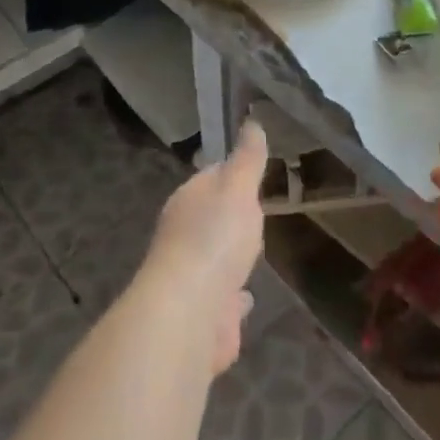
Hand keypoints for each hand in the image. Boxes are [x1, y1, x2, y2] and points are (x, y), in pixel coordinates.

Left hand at [141, 121, 268, 373]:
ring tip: (253, 252)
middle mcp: (183, 237)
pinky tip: (247, 298)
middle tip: (256, 211)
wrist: (189, 314)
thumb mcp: (238, 188)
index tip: (251, 170)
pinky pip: (223, 301)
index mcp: (188, 201)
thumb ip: (247, 159)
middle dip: (230, 216)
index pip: (210, 177)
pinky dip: (233, 298)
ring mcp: (192, 278)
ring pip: (214, 260)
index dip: (231, 173)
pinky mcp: (203, 317)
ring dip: (229, 257)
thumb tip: (251, 122)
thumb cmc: (214, 240)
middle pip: (211, 219)